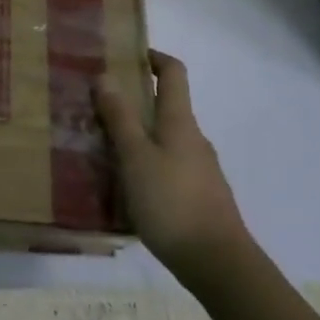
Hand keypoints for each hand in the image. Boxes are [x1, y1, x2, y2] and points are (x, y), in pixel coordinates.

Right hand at [96, 51, 248, 285]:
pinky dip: (148, 164)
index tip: (129, 55)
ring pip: (166, 140)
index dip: (155, 58)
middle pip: (167, 107)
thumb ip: (120, 118)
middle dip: (136, 102)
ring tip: (106, 149)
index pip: (174, 73)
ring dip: (140, 136)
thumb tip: (106, 76)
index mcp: (179, 122)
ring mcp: (201, 170)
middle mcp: (194, 139)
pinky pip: (169, 167)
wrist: (219, 264)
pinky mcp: (200, 197)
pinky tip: (129, 187)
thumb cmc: (172, 202)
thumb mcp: (136, 158)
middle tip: (100, 108)